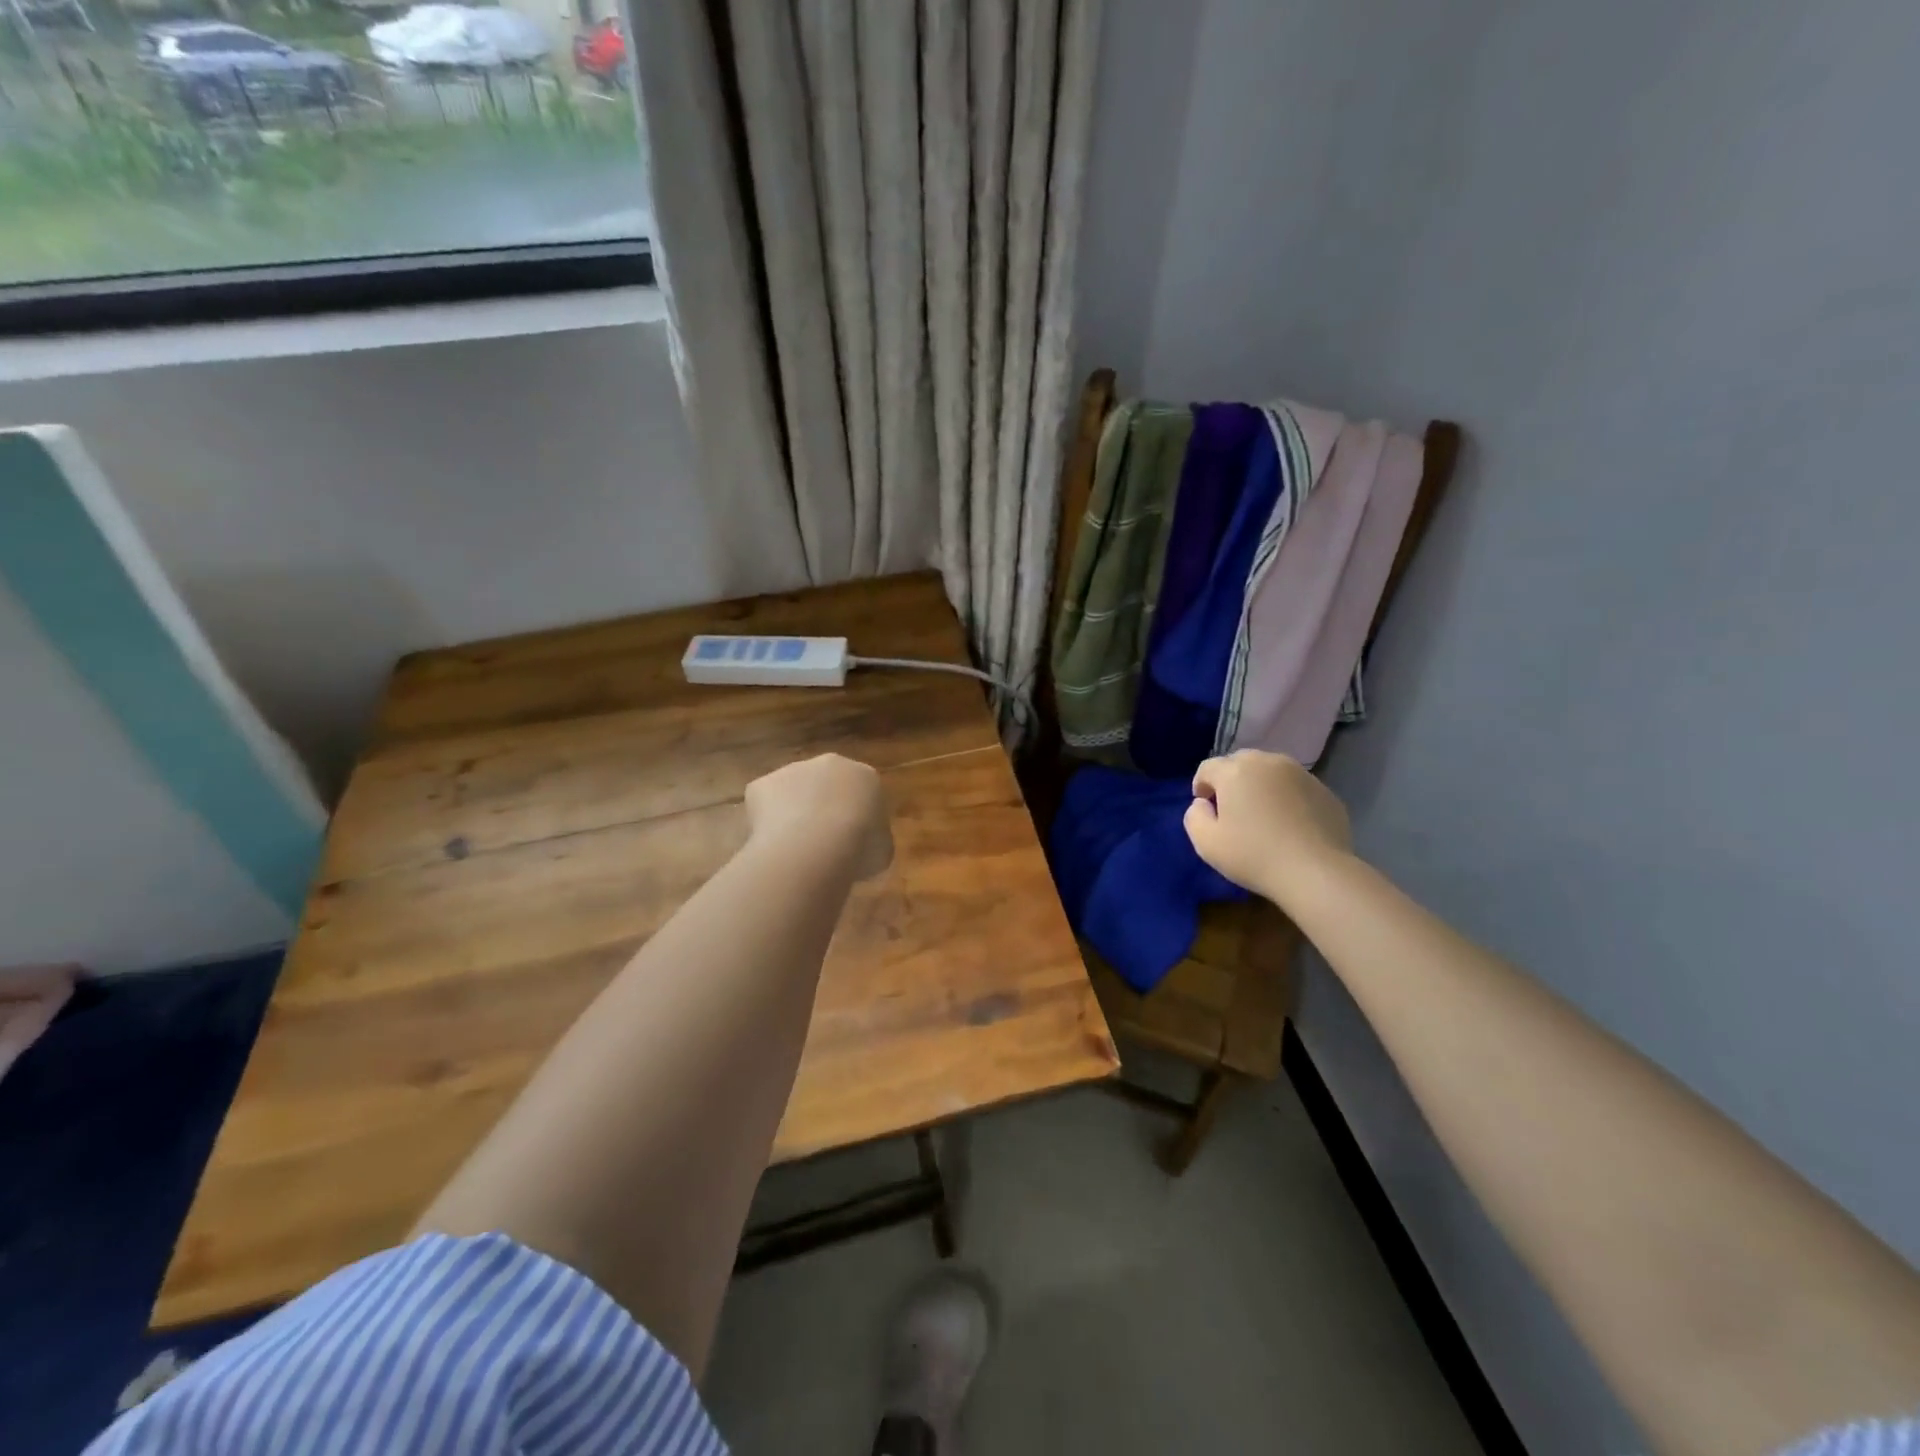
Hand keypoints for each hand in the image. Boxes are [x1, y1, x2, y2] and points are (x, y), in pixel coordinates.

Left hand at [744, 753, 893, 881]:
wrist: (813, 846)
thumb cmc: (859, 848)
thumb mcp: (881, 852)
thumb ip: (874, 842)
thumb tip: (863, 848)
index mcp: (865, 776)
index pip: (862, 793)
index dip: (856, 818)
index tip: (852, 842)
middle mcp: (828, 764)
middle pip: (825, 785)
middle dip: (823, 808)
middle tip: (822, 842)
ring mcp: (791, 770)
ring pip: (792, 792)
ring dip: (793, 813)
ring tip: (794, 849)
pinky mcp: (761, 784)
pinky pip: (764, 805)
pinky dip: (765, 823)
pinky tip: (772, 846)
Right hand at [1184, 750, 1352, 907]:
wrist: (1315, 872)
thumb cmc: (1253, 855)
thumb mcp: (1206, 843)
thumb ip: (1194, 816)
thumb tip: (1203, 804)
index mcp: (1235, 771)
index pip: (1208, 768)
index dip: (1201, 785)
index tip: (1205, 807)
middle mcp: (1268, 762)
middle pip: (1240, 762)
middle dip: (1231, 780)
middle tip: (1232, 809)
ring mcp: (1301, 774)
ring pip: (1271, 771)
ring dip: (1261, 786)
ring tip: (1263, 814)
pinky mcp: (1325, 791)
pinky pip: (1296, 787)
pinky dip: (1287, 798)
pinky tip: (1290, 824)